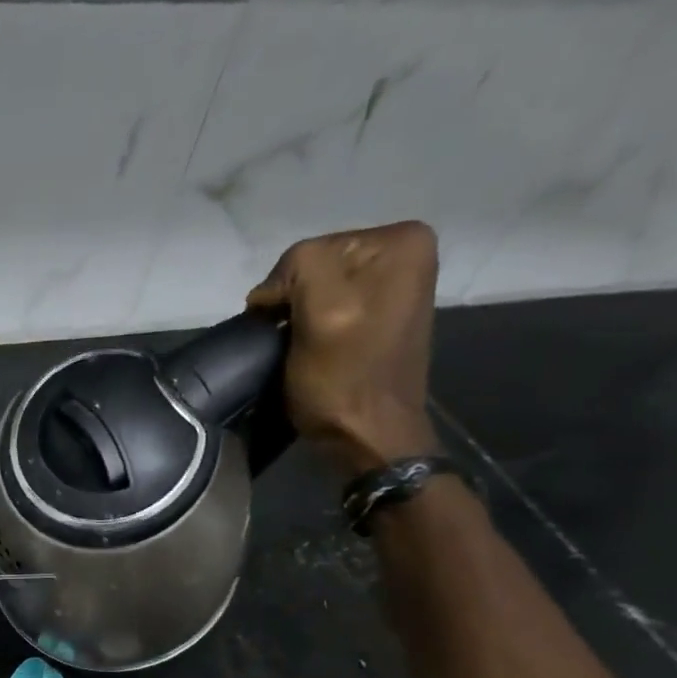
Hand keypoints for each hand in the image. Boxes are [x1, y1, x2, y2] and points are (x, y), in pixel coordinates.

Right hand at [246, 221, 442, 479]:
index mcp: (400, 241)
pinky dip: (313, 328)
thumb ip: (299, 269)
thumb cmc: (344, 380)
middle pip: (316, 267)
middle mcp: (406, 252)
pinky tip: (316, 351)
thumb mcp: (321, 312)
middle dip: (294, 304)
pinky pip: (330, 308)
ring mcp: (396, 284)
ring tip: (302, 351)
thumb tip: (270, 291)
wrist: (369, 436)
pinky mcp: (381, 314)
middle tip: (293, 343)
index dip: (283, 291)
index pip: (309, 251)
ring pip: (317, 290)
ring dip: (300, 320)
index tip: (285, 331)